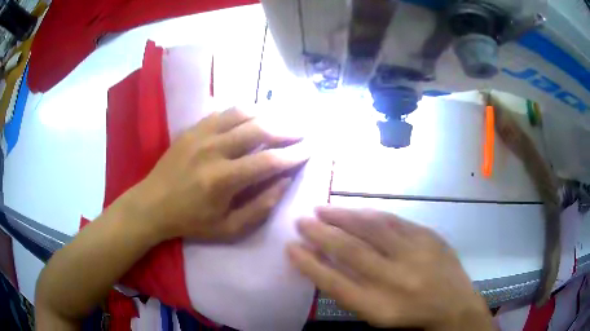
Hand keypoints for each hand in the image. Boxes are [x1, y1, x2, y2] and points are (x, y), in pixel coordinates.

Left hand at [128, 106, 308, 241]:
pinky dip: (243, 111)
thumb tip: (284, 182)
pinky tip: (254, 116)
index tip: (310, 149)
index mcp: (223, 180)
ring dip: (267, 114)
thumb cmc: (191, 222)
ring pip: (242, 114)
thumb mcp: (228, 228)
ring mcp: (201, 135)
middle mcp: (214, 150)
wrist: (152, 205)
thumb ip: (260, 206)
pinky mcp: (192, 129)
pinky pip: (223, 112)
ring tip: (282, 119)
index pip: (269, 161)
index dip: (294, 154)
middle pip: (259, 130)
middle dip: (287, 129)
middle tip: (303, 130)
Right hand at [287, 207, 493, 330]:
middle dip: (320, 234)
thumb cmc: (410, 318)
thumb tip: (323, 263)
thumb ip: (350, 293)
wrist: (454, 306)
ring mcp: (415, 254)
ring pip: (371, 228)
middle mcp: (395, 278)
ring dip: (342, 216)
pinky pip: (394, 220)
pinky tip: (355, 211)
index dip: (309, 264)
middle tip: (301, 222)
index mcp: (378, 306)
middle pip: (349, 250)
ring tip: (322, 209)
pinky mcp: (428, 237)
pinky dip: (369, 214)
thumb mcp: (376, 316)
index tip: (290, 247)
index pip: (333, 282)